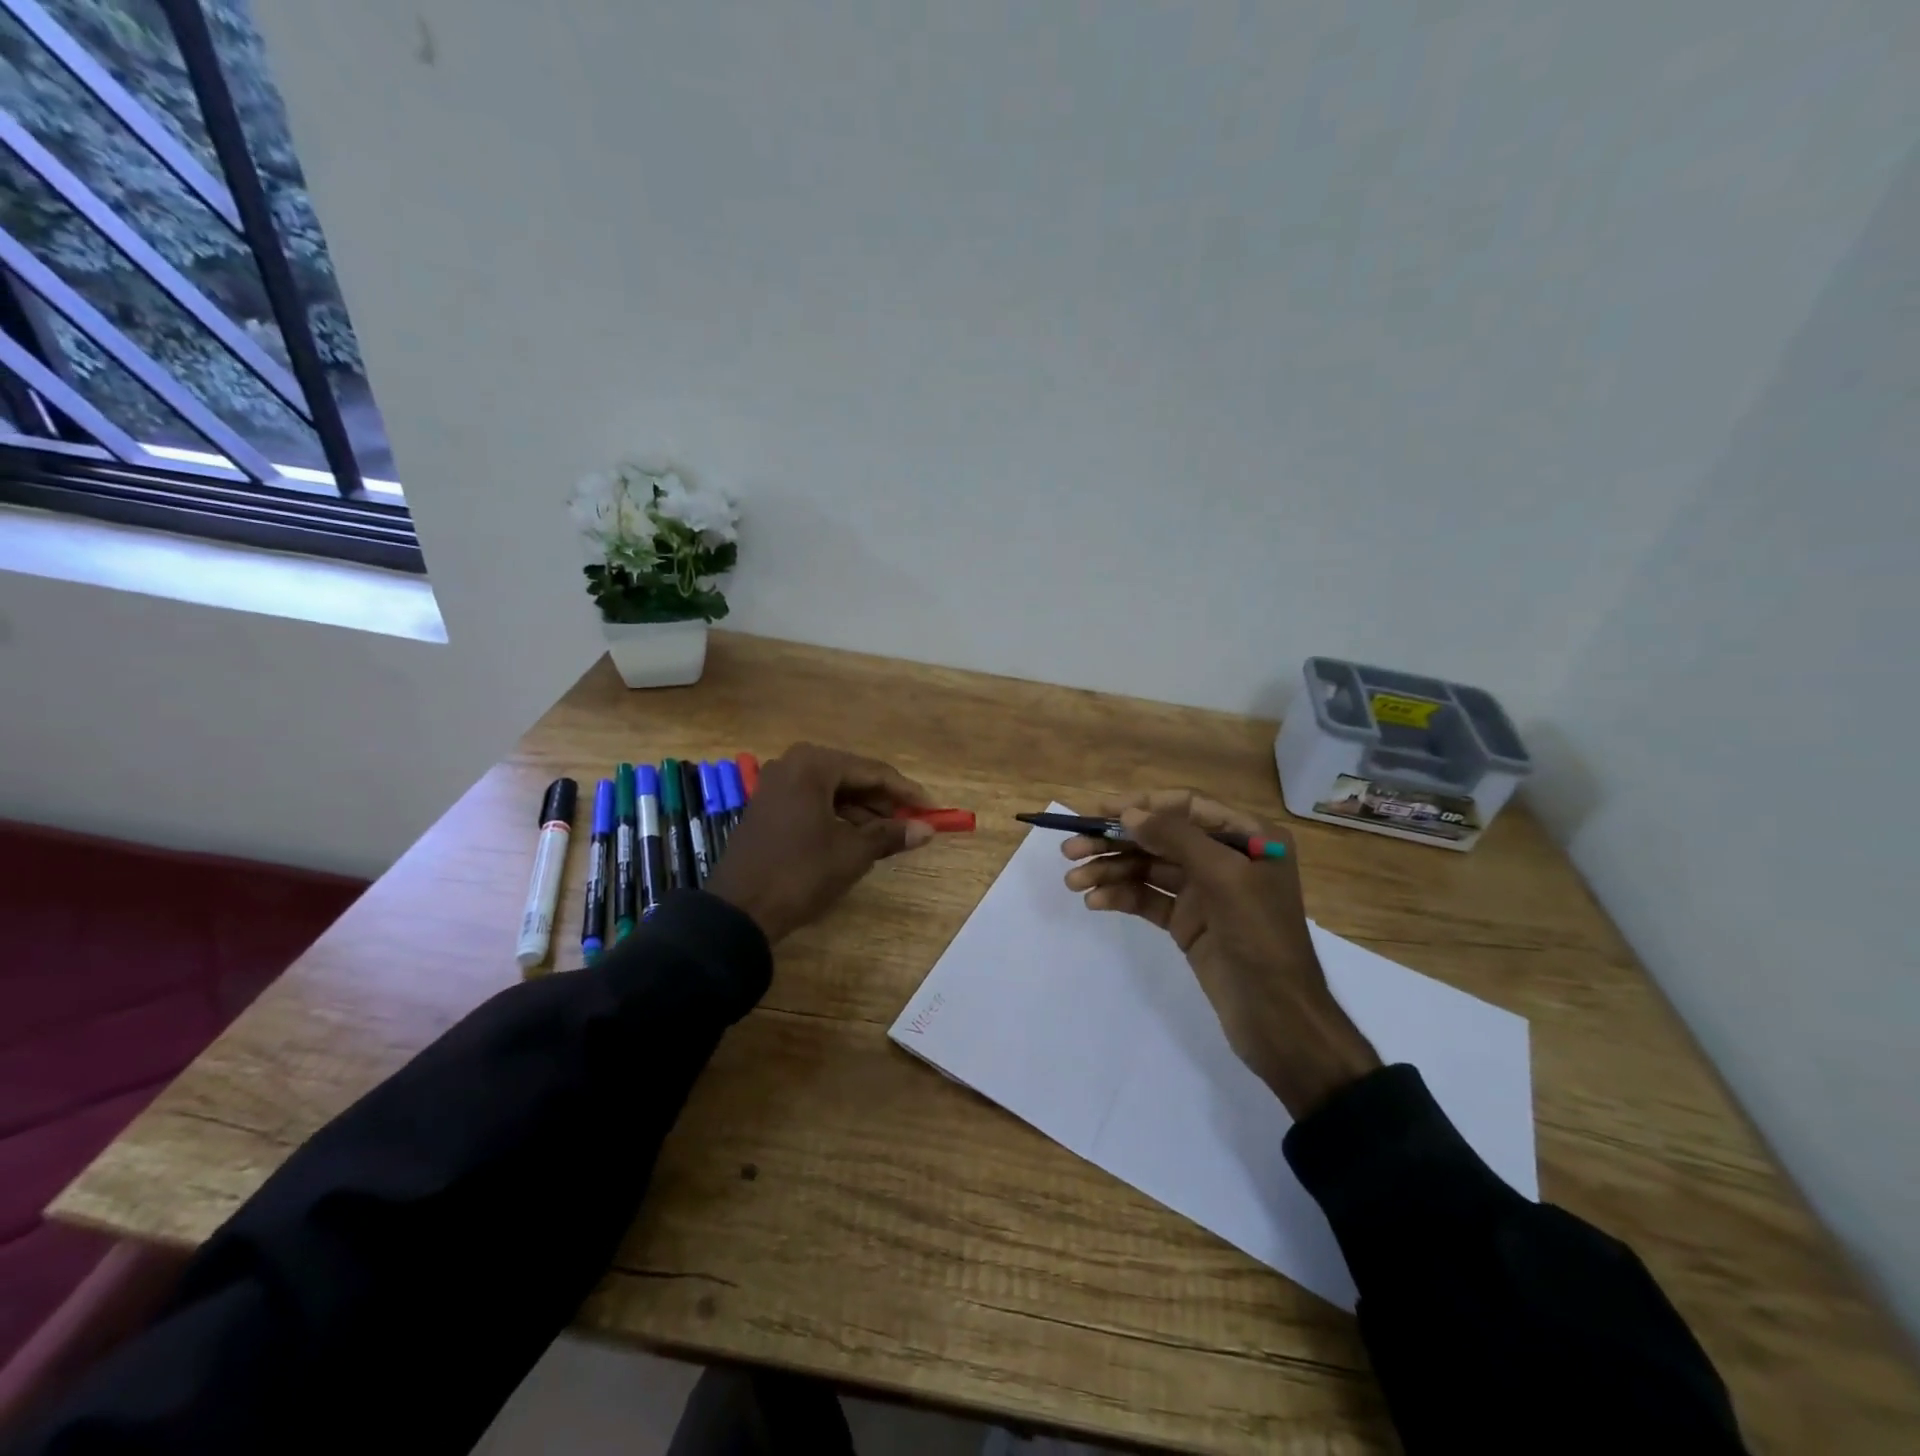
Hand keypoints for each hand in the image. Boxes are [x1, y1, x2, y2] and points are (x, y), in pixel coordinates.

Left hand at [705, 743, 934, 942]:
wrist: (738, 911)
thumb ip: (891, 834)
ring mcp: (775, 786)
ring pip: (832, 790)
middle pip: (851, 777)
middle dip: (883, 801)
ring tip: (888, 835)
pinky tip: (856, 838)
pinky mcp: (767, 807)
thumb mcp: (852, 853)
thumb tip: (927, 829)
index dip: (906, 791)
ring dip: (862, 810)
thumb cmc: (800, 873)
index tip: (933, 809)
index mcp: (813, 765)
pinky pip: (812, 802)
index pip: (872, 771)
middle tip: (911, 822)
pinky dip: (837, 816)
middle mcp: (792, 765)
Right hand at [1061, 789, 1380, 1117]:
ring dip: (1110, 871)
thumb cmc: (1261, 938)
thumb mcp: (1225, 878)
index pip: (1187, 806)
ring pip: (1149, 869)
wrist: (1279, 1019)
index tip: (1099, 811)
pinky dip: (1122, 896)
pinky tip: (1095, 901)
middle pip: (1160, 837)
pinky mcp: (1188, 922)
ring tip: (1073, 881)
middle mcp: (1225, 857)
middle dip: (1115, 841)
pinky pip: (1149, 899)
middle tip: (1070, 849)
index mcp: (1248, 837)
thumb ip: (1177, 839)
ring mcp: (1205, 892)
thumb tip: (1129, 813)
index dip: (1142, 805)